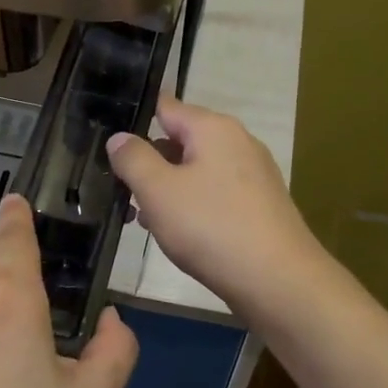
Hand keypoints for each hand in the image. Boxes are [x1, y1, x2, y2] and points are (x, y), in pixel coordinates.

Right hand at [106, 95, 327, 321]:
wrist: (278, 280)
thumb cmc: (211, 227)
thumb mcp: (158, 191)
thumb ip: (133, 159)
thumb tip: (119, 137)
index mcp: (213, 128)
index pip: (166, 107)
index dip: (136, 121)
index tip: (110, 142)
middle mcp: (238, 142)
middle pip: (181, 140)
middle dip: (149, 162)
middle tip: (118, 188)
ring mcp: (253, 174)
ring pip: (197, 171)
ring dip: (167, 189)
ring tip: (140, 217)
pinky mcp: (260, 205)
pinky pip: (215, 194)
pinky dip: (192, 206)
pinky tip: (176, 233)